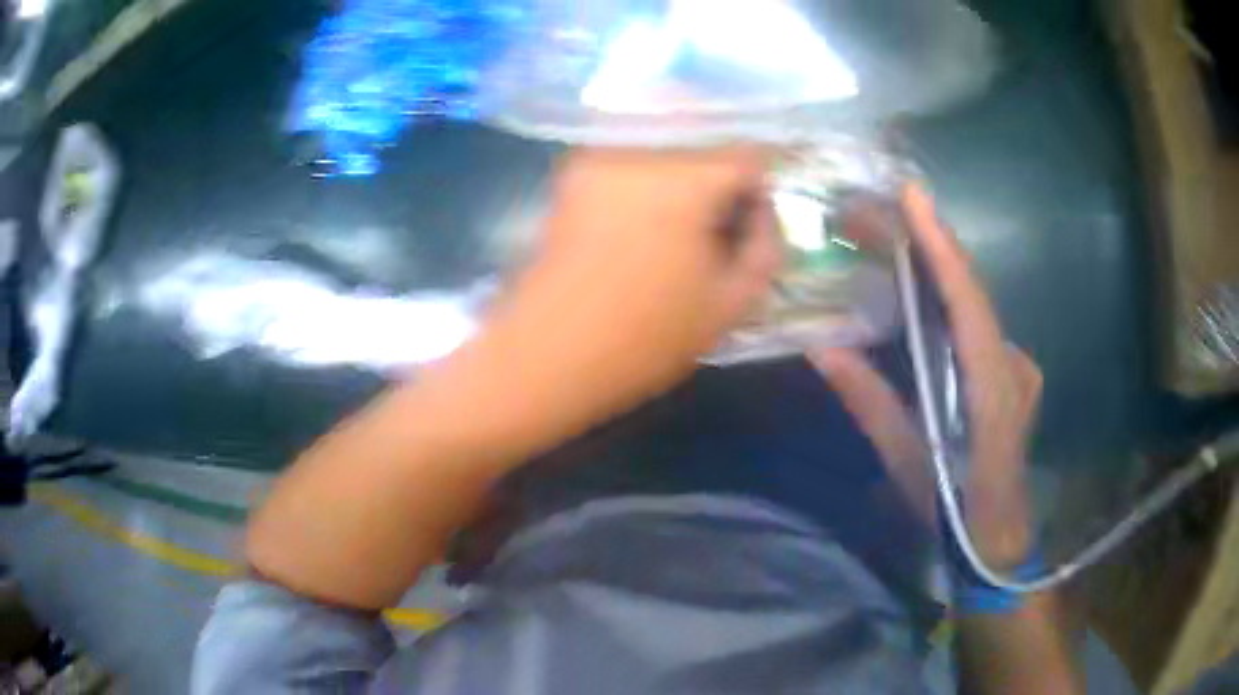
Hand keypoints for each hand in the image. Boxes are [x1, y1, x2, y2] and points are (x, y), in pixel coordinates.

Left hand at [477, 148, 781, 428]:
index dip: (760, 194)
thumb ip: (766, 248)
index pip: (749, 157)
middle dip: (721, 189)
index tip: (749, 232)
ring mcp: (598, 158)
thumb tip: (763, 213)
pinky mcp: (572, 175)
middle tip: (715, 239)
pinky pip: (632, 165)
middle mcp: (639, 151)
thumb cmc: (644, 338)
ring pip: (669, 154)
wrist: (547, 355)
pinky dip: (650, 189)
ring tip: (676, 240)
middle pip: (706, 150)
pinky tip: (641, 233)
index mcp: (683, 179)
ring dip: (685, 187)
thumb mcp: (730, 304)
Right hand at [810, 185, 1042, 567]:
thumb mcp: (906, 462)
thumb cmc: (951, 507)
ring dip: (936, 264)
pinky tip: (920, 283)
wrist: (996, 535)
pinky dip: (948, 294)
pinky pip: (978, 321)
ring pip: (976, 303)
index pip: (970, 307)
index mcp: (992, 392)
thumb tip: (823, 348)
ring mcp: (1018, 364)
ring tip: (890, 234)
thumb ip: (870, 402)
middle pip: (972, 292)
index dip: (943, 249)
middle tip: (875, 212)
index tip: (913, 198)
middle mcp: (1013, 366)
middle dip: (927, 244)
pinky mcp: (1012, 368)